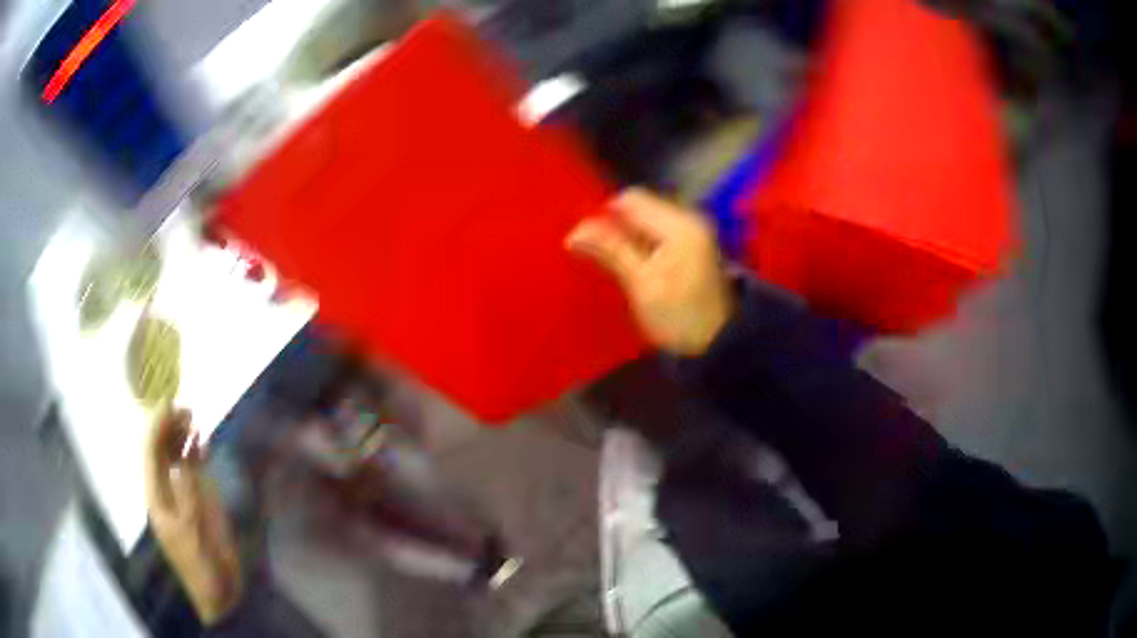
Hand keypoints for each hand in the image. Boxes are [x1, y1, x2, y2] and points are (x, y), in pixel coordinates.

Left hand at [145, 410, 241, 624]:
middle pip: (161, 453)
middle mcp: (165, 491)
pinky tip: (200, 440)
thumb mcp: (191, 531)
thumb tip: (183, 460)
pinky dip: (195, 454)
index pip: (151, 456)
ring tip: (192, 416)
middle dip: (169, 428)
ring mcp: (182, 496)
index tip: (167, 405)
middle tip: (183, 407)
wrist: (219, 591)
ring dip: (182, 438)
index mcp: (156, 498)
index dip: (157, 429)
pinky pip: (193, 472)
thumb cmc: (200, 564)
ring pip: (176, 459)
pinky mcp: (198, 502)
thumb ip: (187, 496)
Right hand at [566, 188, 732, 356]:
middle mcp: (689, 218)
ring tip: (609, 258)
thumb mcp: (642, 284)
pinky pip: (658, 232)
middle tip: (594, 250)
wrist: (719, 343)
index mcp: (678, 224)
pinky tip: (632, 263)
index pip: (631, 200)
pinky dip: (642, 243)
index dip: (603, 213)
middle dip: (615, 224)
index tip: (586, 239)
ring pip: (647, 219)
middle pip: (640, 206)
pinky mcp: (694, 245)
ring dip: (627, 234)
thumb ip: (611, 251)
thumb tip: (575, 231)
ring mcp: (694, 231)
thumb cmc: (679, 316)